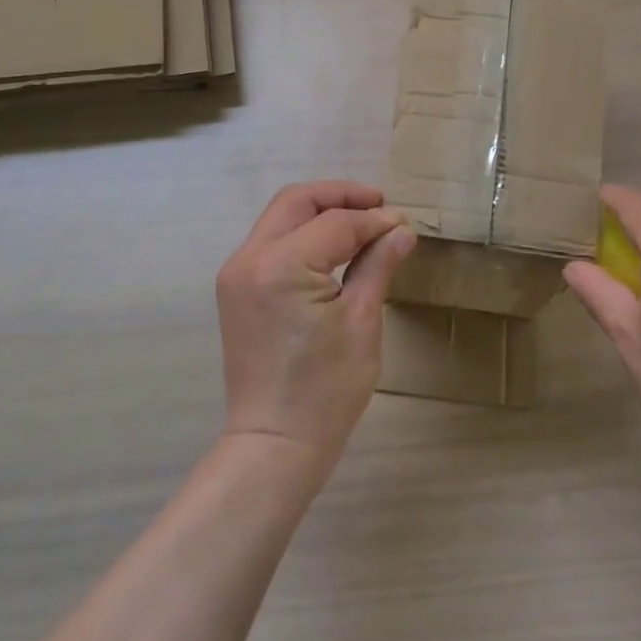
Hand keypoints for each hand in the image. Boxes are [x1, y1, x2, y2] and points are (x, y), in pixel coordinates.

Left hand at [215, 181, 415, 470]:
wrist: (275, 443)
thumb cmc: (326, 389)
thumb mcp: (361, 321)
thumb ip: (377, 264)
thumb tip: (401, 230)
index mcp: (281, 264)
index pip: (336, 222)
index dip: (374, 220)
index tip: (404, 224)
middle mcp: (250, 257)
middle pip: (296, 201)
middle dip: (340, 196)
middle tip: (379, 206)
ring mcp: (237, 273)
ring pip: (280, 217)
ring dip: (319, 212)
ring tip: (361, 223)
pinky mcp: (236, 289)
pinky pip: (271, 242)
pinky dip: (302, 234)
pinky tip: (333, 247)